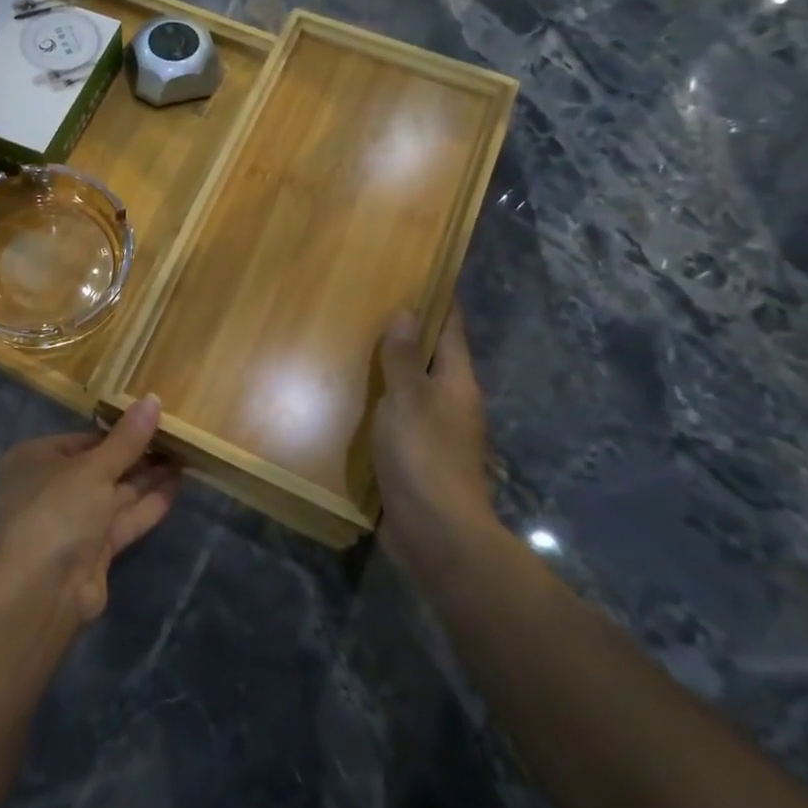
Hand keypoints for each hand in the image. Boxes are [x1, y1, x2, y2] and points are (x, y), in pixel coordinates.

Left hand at [0, 396, 180, 622]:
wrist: (43, 590)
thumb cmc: (58, 511)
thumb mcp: (94, 468)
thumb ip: (127, 439)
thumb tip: (153, 398)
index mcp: (35, 459)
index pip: (82, 439)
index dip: (118, 432)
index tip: (152, 421)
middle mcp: (50, 487)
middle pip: (100, 466)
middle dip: (137, 455)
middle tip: (176, 439)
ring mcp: (71, 521)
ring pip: (114, 493)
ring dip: (147, 478)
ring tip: (184, 457)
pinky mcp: (92, 549)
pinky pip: (122, 519)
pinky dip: (148, 504)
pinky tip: (177, 485)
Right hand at [373, 304, 495, 566]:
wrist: (436, 533)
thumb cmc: (424, 456)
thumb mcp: (408, 399)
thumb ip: (402, 358)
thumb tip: (406, 312)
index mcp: (457, 384)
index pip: (450, 331)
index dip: (439, 302)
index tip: (420, 274)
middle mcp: (451, 404)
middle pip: (431, 359)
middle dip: (407, 334)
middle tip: (369, 306)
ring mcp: (434, 434)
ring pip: (411, 389)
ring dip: (389, 370)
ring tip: (352, 346)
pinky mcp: (415, 458)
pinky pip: (395, 418)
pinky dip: (378, 403)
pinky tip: (350, 399)